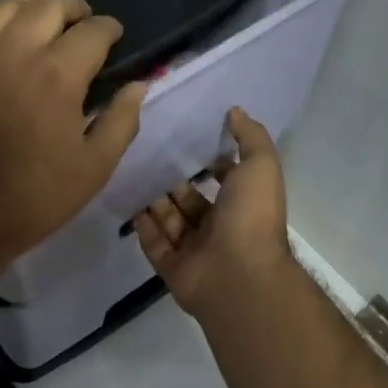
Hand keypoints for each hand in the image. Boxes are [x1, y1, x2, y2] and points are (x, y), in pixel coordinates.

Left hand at [0, 0, 146, 277]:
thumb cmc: (32, 198)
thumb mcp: (94, 169)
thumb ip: (121, 121)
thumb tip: (138, 85)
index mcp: (58, 74)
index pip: (92, 31)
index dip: (109, 28)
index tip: (113, 36)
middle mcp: (16, 50)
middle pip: (49, 4)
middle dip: (73, 9)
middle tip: (80, 25)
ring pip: (6, 4)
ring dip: (31, 5)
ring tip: (40, 21)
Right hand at [134, 108, 292, 317]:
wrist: (237, 275)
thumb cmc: (251, 217)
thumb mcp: (260, 166)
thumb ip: (250, 137)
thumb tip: (235, 111)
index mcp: (242, 205)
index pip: (224, 179)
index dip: (209, 162)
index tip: (185, 140)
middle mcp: (219, 227)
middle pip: (190, 200)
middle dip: (172, 180)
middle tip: (147, 153)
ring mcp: (194, 250)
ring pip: (169, 219)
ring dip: (153, 199)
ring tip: (131, 171)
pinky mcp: (172, 267)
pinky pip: (153, 242)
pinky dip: (141, 224)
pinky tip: (126, 201)